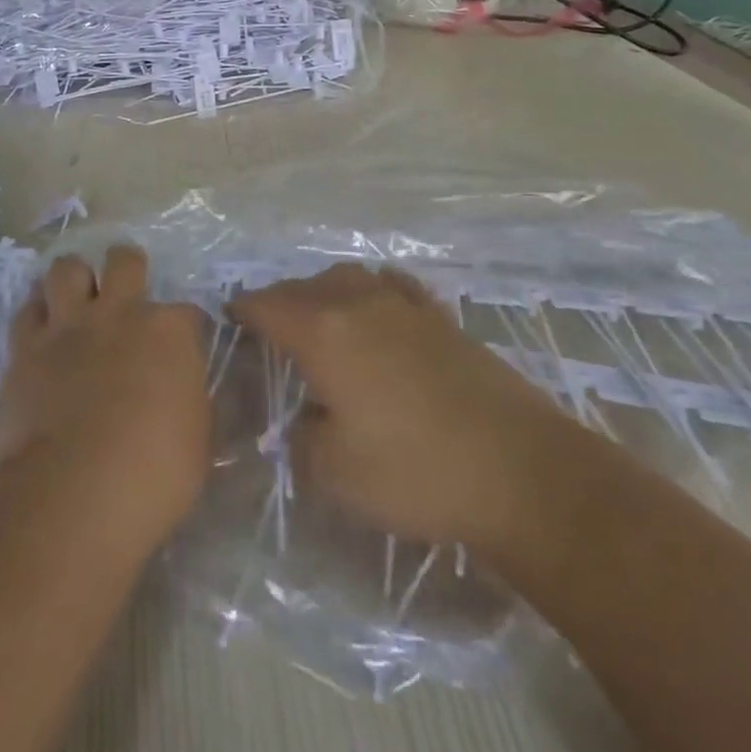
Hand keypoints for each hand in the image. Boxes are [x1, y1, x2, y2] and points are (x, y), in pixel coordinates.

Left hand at [0, 246, 209, 551]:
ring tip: (75, 301)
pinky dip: (35, 316)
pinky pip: (27, 311)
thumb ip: (189, 399)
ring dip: (74, 280)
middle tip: (124, 296)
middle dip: (127, 269)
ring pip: (67, 268)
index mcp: (170, 332)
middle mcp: (120, 313)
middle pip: (125, 261)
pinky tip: (40, 332)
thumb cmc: (154, 474)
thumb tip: (182, 392)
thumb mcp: (197, 439)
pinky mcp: (26, 347)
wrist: (76, 491)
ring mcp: (69, 325)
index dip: (186, 329)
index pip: (188, 313)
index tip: (182, 350)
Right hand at [231, 264, 569, 548]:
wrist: (521, 471)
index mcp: (323, 333)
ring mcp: (403, 305)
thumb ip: (301, 441)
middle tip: (267, 328)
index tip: (229, 320)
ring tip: (318, 315)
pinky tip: (378, 304)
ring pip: (347, 278)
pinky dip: (372, 289)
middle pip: (302, 287)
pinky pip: (393, 285)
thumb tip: (303, 422)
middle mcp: (357, 304)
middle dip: (278, 301)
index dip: (242, 311)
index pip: (266, 306)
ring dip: (322, 291)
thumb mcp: (335, 474)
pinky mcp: (441, 318)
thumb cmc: (416, 472)